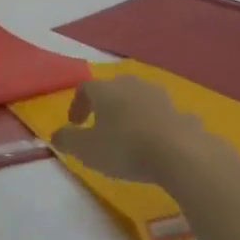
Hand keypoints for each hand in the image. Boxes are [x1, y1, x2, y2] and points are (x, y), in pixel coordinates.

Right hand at [50, 74, 218, 183]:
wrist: (181, 153)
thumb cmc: (125, 148)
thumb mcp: (85, 149)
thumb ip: (67, 139)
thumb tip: (57, 135)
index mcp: (105, 89)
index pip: (85, 87)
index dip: (77, 104)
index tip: (75, 124)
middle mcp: (132, 85)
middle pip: (114, 89)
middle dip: (105, 105)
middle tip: (100, 125)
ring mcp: (160, 97)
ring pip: (139, 100)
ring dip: (131, 113)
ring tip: (129, 135)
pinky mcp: (182, 112)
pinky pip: (162, 116)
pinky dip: (155, 125)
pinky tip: (156, 144)